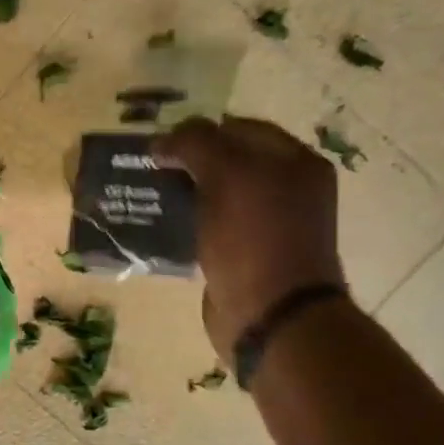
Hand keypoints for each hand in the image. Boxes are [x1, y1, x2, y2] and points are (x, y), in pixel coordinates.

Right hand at [154, 116, 343, 360]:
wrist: (270, 316)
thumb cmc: (254, 238)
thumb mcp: (227, 175)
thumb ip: (196, 143)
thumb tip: (162, 142)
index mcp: (296, 162)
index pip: (240, 128)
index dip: (200, 131)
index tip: (162, 145)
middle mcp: (287, 190)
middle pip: (227, 162)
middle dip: (188, 163)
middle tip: (150, 169)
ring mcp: (267, 225)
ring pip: (216, 196)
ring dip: (183, 194)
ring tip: (147, 195)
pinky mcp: (245, 255)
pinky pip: (210, 228)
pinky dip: (187, 224)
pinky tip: (160, 226)